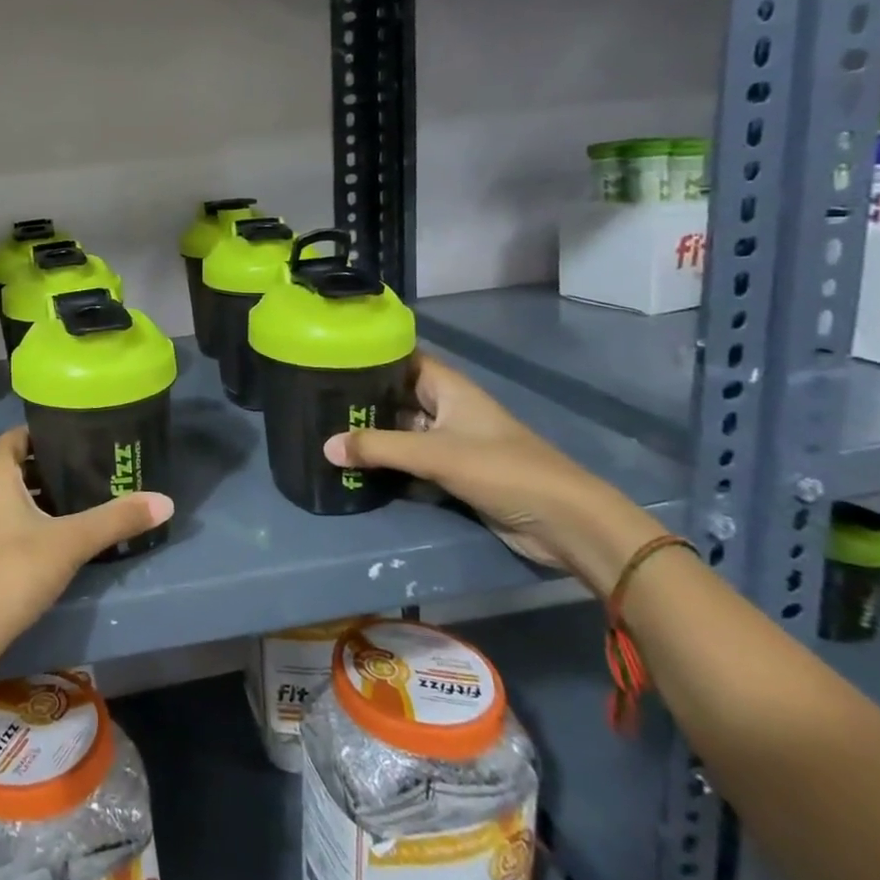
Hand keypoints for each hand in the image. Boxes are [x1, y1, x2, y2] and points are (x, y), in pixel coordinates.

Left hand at [0, 427, 173, 664]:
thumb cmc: (13, 575)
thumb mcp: (71, 545)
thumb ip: (117, 519)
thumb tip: (167, 501)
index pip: (17, 438)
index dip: (42, 442)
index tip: (68, 453)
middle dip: (29, 477)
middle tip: (65, 495)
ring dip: (4, 506)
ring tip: (38, 528)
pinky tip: (2, 560)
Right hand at [322, 354, 660, 585]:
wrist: (565, 523)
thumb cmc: (502, 470)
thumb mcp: (435, 455)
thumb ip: (378, 448)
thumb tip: (326, 446)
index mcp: (449, 389)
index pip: (402, 359)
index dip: (369, 356)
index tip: (329, 359)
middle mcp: (447, 409)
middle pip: (396, 396)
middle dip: (361, 401)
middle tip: (315, 402)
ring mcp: (451, 442)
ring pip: (401, 431)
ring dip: (372, 436)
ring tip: (324, 432)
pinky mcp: (453, 472)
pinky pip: (411, 461)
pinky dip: (387, 463)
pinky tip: (354, 466)